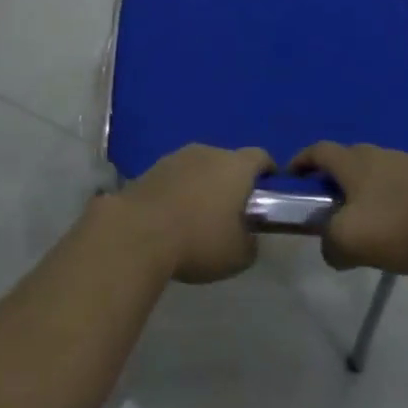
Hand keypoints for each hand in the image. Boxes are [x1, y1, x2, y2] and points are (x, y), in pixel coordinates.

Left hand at [111, 144, 274, 283]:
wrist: (138, 233)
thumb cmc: (199, 240)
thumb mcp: (239, 255)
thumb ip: (251, 242)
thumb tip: (248, 237)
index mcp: (236, 166)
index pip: (261, 157)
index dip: (268, 172)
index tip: (269, 190)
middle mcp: (208, 152)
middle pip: (228, 161)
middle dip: (232, 182)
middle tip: (231, 211)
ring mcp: (177, 157)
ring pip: (199, 167)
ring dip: (202, 185)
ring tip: (199, 216)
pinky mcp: (151, 169)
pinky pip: (175, 178)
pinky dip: (179, 192)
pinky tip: (173, 218)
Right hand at [290, 142, 407, 276]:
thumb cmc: (398, 229)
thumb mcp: (349, 243)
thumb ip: (329, 244)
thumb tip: (331, 248)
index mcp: (355, 163)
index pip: (320, 150)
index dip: (303, 160)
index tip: (293, 175)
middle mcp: (382, 154)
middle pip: (351, 157)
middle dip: (337, 174)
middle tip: (332, 201)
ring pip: (383, 169)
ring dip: (371, 186)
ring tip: (373, 216)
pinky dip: (400, 196)